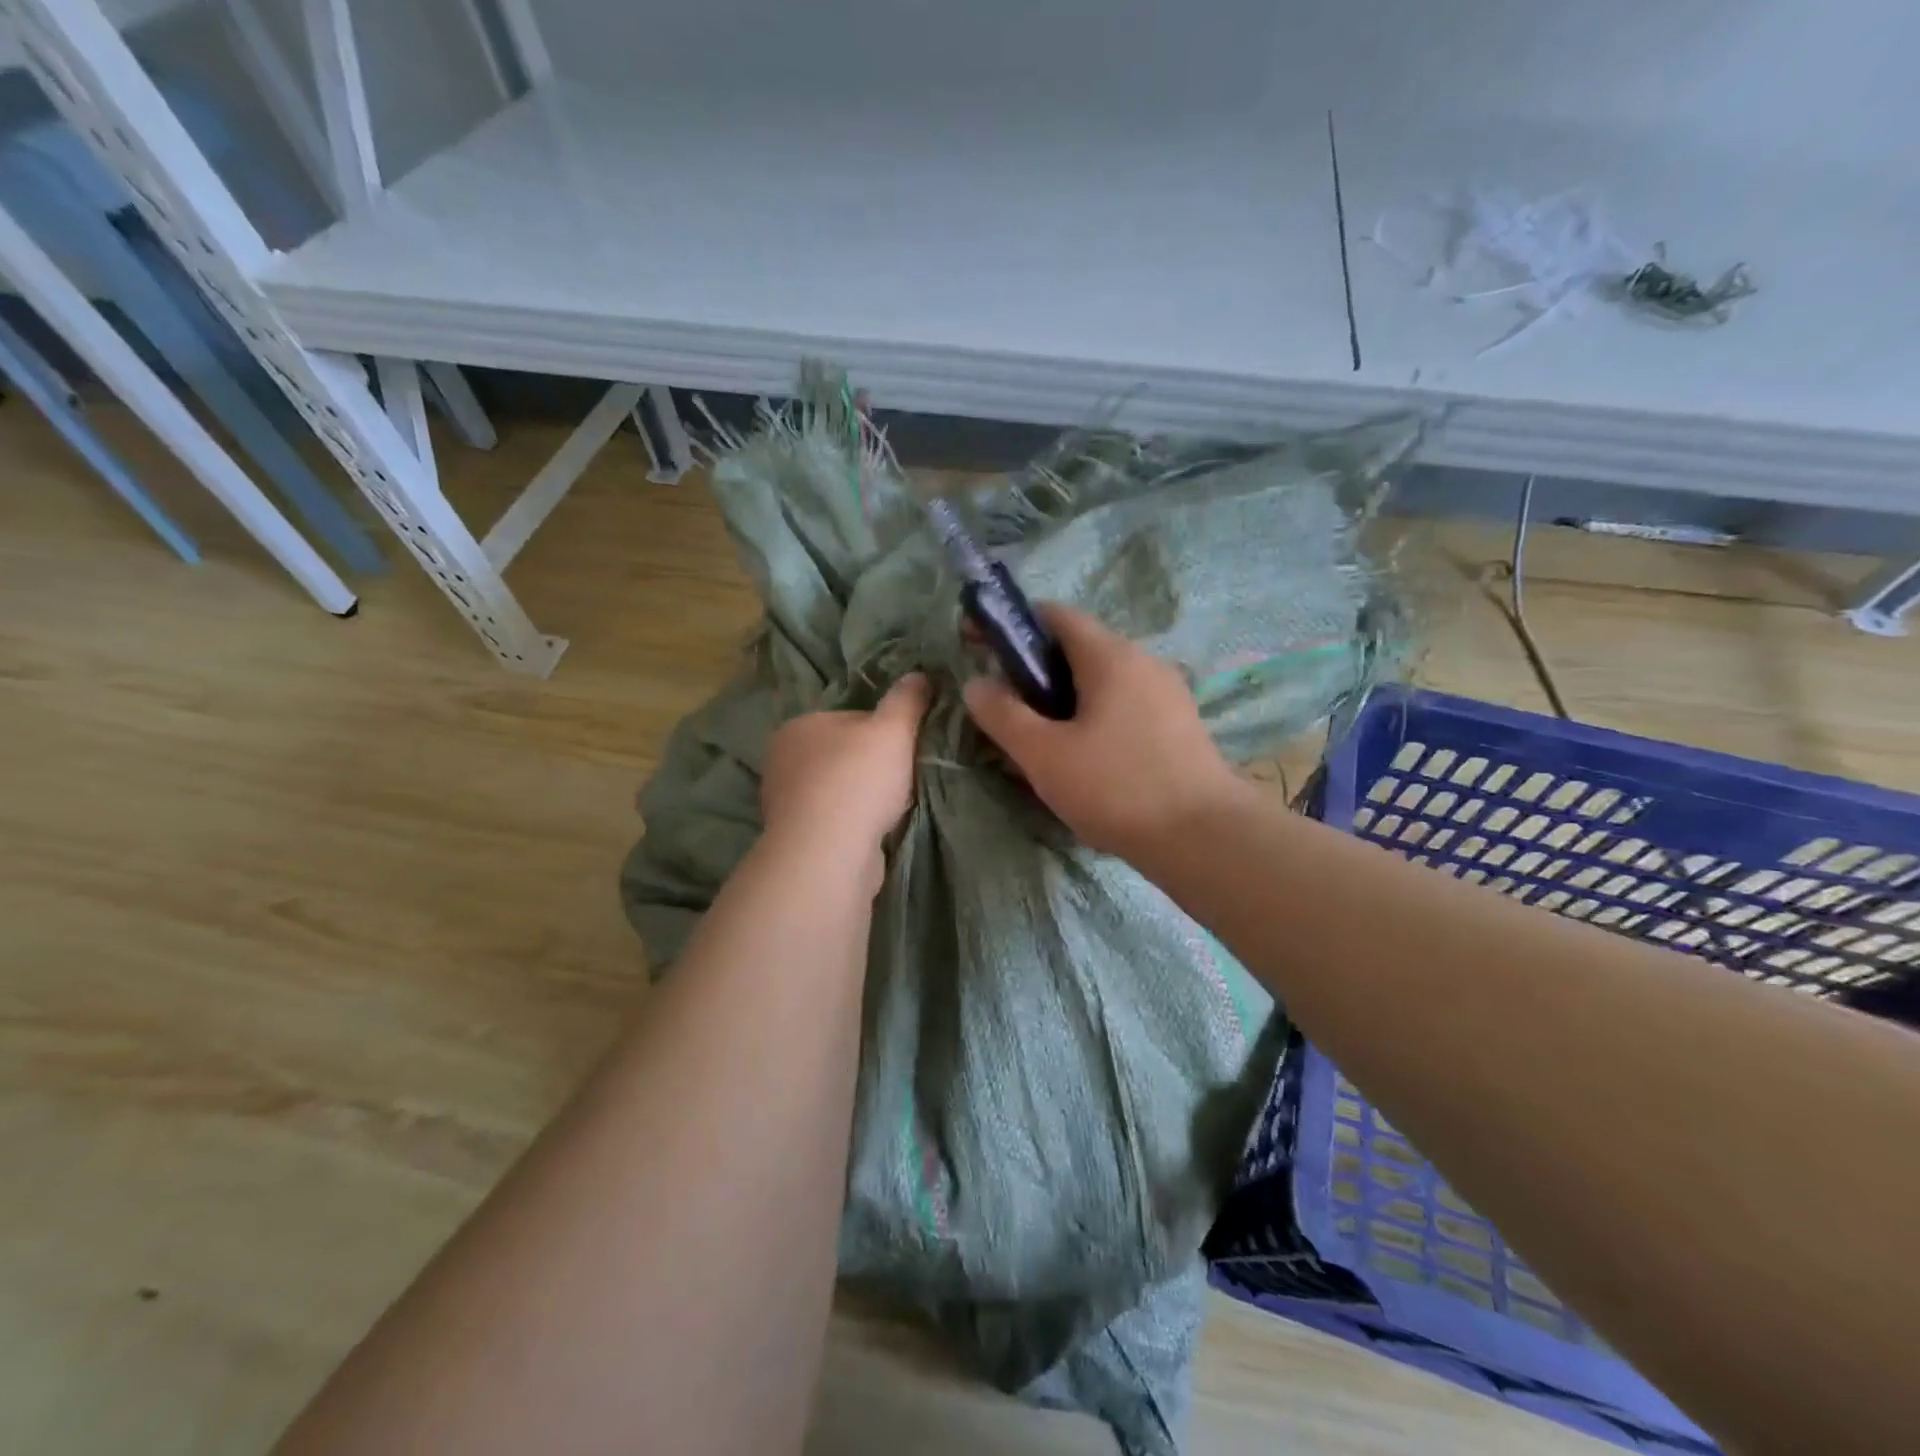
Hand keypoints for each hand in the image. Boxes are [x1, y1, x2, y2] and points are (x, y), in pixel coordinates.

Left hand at [760, 674, 930, 881]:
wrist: (828, 854)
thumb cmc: (858, 780)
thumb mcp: (893, 729)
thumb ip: (907, 699)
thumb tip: (919, 674)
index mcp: (799, 725)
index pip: (850, 719)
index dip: (884, 731)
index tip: (906, 748)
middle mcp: (783, 760)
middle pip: (842, 755)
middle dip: (871, 767)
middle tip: (903, 779)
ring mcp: (785, 803)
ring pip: (837, 791)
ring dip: (861, 799)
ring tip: (892, 810)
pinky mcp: (795, 839)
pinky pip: (832, 822)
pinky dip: (852, 825)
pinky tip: (873, 834)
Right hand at [963, 607, 1241, 858]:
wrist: (1204, 837)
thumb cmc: (1116, 787)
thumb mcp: (1044, 754)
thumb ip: (1003, 714)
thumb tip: (976, 682)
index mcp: (1110, 655)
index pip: (1055, 615)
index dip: (1012, 625)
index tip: (979, 647)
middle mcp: (1143, 661)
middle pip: (1079, 648)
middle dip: (1036, 669)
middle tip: (1007, 707)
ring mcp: (1168, 692)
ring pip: (1103, 680)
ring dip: (1065, 697)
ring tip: (1042, 739)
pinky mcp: (1180, 725)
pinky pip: (1125, 705)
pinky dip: (1095, 716)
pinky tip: (1085, 758)